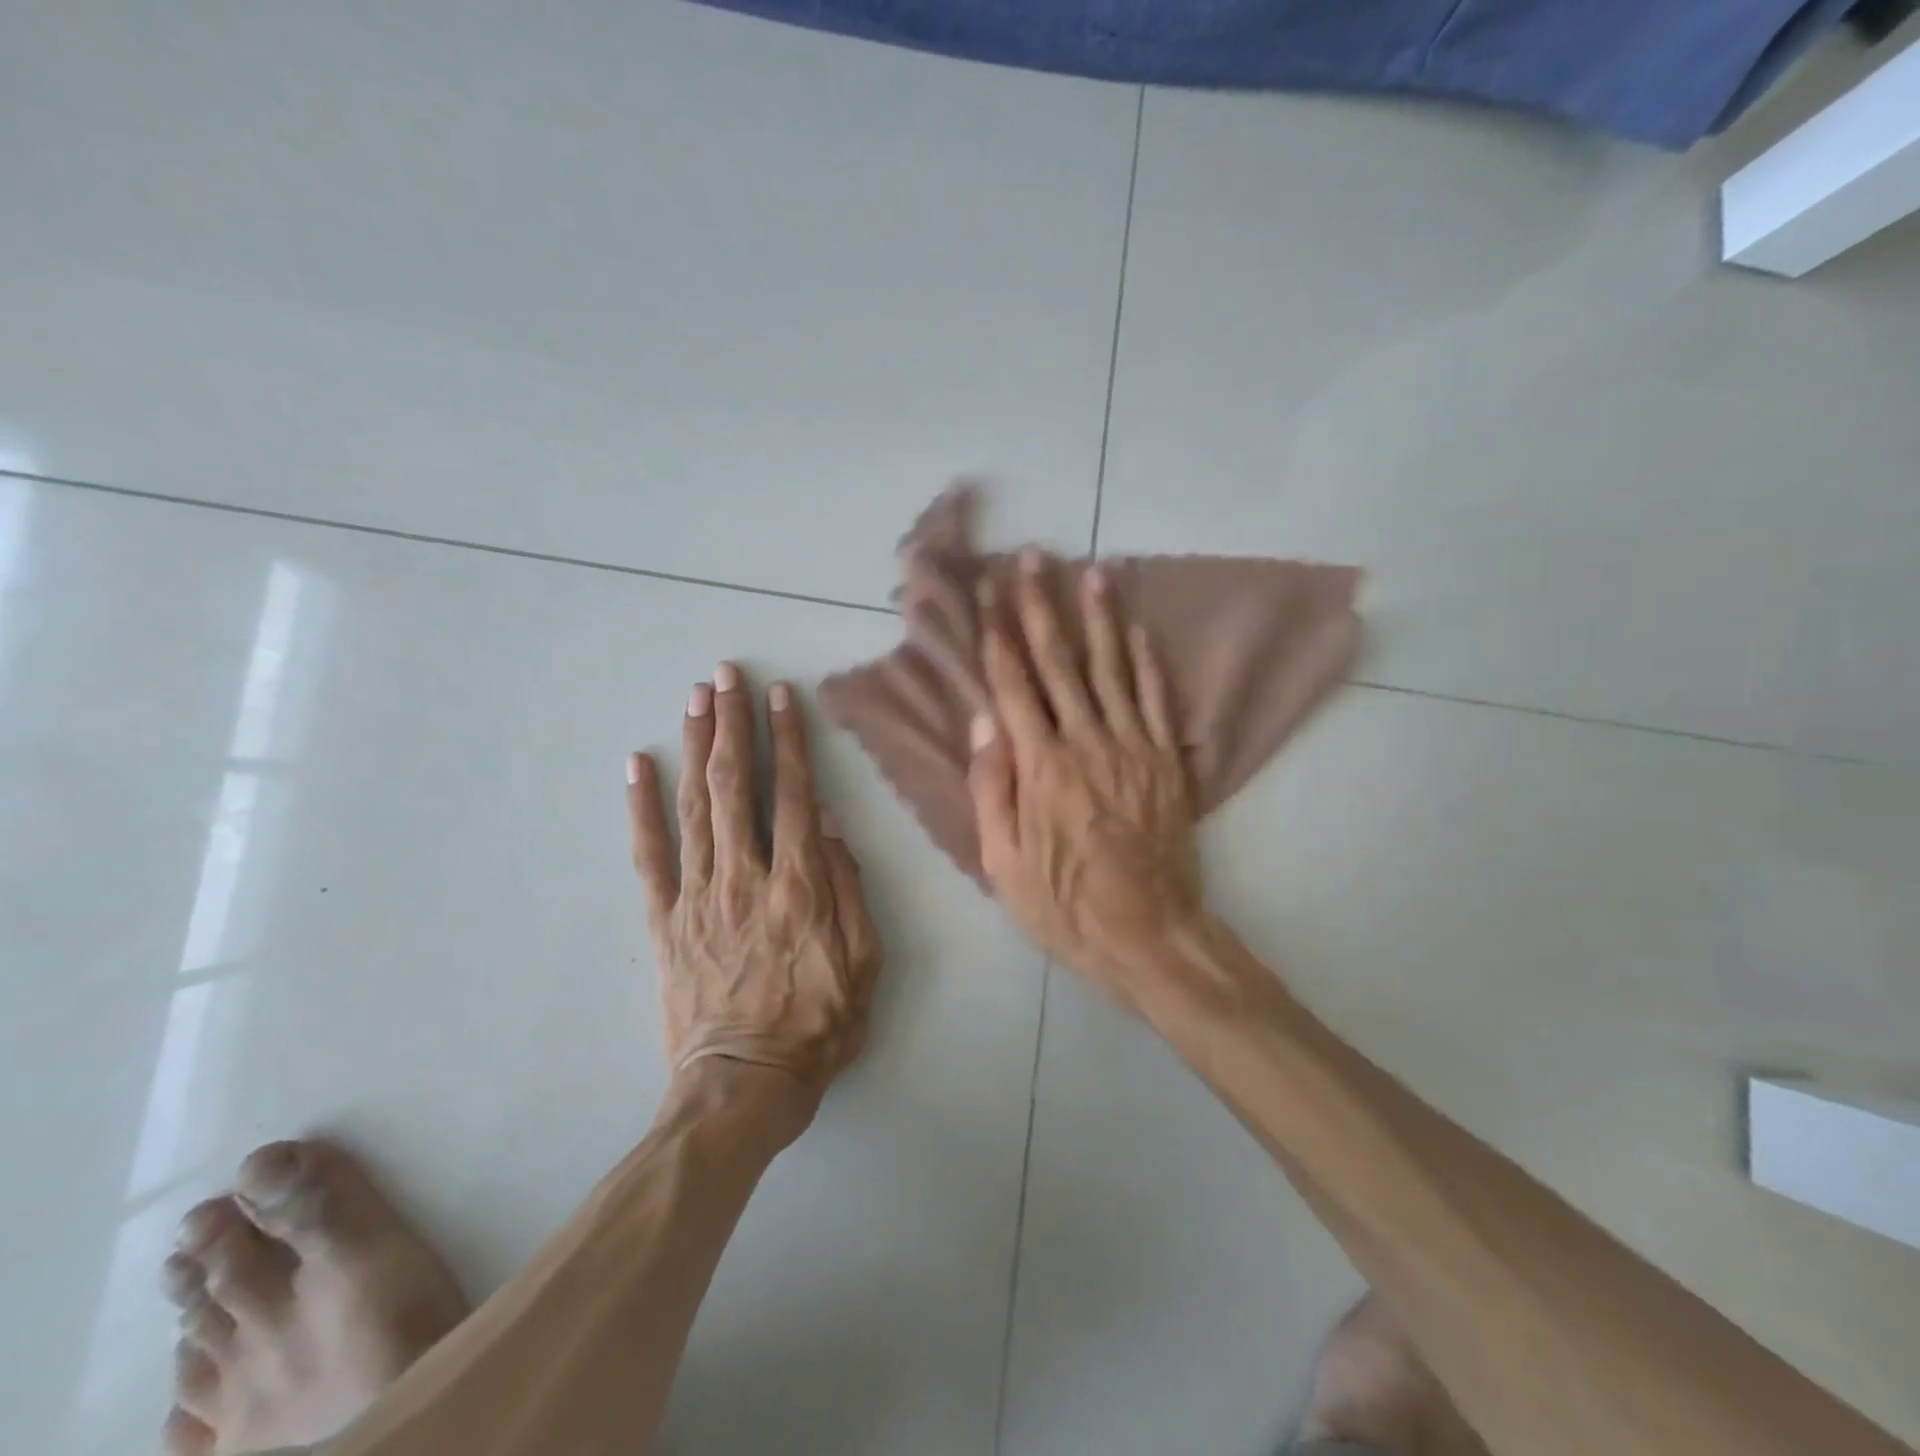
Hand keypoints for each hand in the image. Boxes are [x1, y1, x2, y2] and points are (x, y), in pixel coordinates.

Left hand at [627, 664, 881, 1106]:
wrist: (741, 1087)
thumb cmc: (816, 1026)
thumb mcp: (864, 965)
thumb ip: (850, 891)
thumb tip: (831, 827)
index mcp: (798, 886)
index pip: (794, 794)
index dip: (789, 741)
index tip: (782, 697)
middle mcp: (745, 877)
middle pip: (736, 786)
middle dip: (732, 724)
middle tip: (727, 675)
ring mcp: (698, 896)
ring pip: (695, 806)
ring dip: (696, 747)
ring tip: (696, 699)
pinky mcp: (664, 920)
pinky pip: (649, 855)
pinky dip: (641, 807)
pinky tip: (638, 765)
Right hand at [967, 552, 1203, 1008]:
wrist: (1150, 934)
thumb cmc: (1065, 905)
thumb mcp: (1004, 863)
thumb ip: (993, 788)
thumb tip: (983, 722)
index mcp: (1040, 766)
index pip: (1013, 684)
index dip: (998, 633)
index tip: (988, 592)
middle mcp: (1087, 742)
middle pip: (1061, 661)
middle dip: (1043, 605)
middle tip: (1034, 557)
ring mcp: (1133, 747)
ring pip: (1113, 668)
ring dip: (1100, 616)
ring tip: (1092, 570)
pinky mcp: (1167, 761)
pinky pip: (1157, 700)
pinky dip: (1148, 661)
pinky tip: (1139, 629)